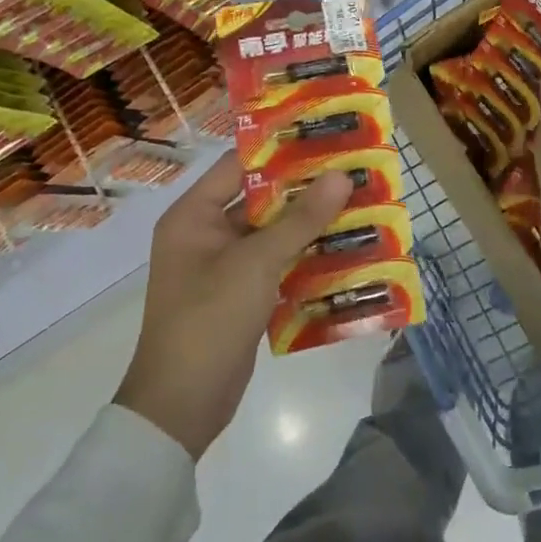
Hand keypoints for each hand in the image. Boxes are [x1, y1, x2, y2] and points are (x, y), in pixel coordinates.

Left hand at [115, 152, 351, 458]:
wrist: (182, 406)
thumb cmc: (209, 319)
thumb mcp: (256, 263)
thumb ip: (300, 219)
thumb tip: (341, 175)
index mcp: (193, 215)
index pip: (239, 166)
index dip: (280, 149)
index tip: (324, 136)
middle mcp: (205, 234)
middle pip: (260, 199)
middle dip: (305, 189)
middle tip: (352, 172)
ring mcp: (223, 266)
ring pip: (272, 233)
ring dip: (310, 224)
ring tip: (358, 205)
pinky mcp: (241, 294)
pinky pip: (276, 264)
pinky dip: (305, 257)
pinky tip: (344, 250)